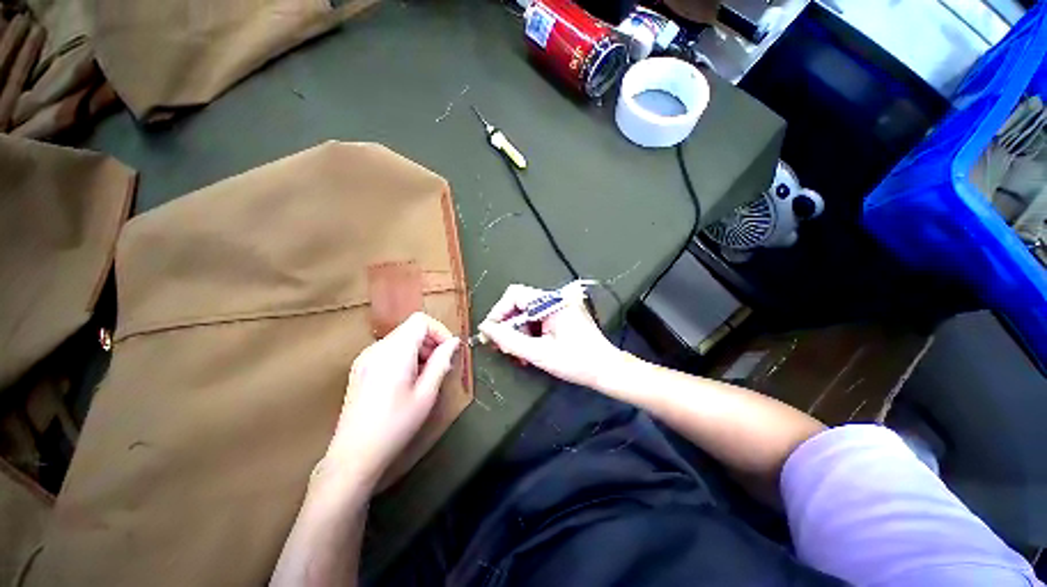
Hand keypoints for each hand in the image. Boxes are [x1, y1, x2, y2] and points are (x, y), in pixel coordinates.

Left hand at [322, 313, 459, 490]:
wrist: (354, 456)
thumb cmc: (395, 425)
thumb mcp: (426, 394)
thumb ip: (441, 362)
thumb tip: (454, 343)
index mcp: (394, 352)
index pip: (420, 321)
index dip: (439, 331)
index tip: (449, 351)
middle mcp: (376, 349)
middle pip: (410, 329)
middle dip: (431, 342)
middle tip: (440, 367)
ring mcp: (365, 358)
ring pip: (401, 339)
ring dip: (419, 350)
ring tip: (425, 377)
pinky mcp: (360, 368)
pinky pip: (389, 351)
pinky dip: (405, 357)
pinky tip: (408, 381)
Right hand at [478, 284, 621, 387]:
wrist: (606, 369)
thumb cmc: (576, 362)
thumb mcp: (539, 353)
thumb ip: (510, 340)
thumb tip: (486, 329)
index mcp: (552, 302)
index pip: (515, 295)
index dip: (498, 311)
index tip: (490, 333)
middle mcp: (555, 299)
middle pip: (519, 304)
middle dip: (507, 325)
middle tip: (501, 347)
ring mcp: (559, 307)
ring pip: (526, 313)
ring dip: (517, 332)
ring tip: (516, 354)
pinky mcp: (561, 315)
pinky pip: (536, 320)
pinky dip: (528, 334)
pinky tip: (528, 351)